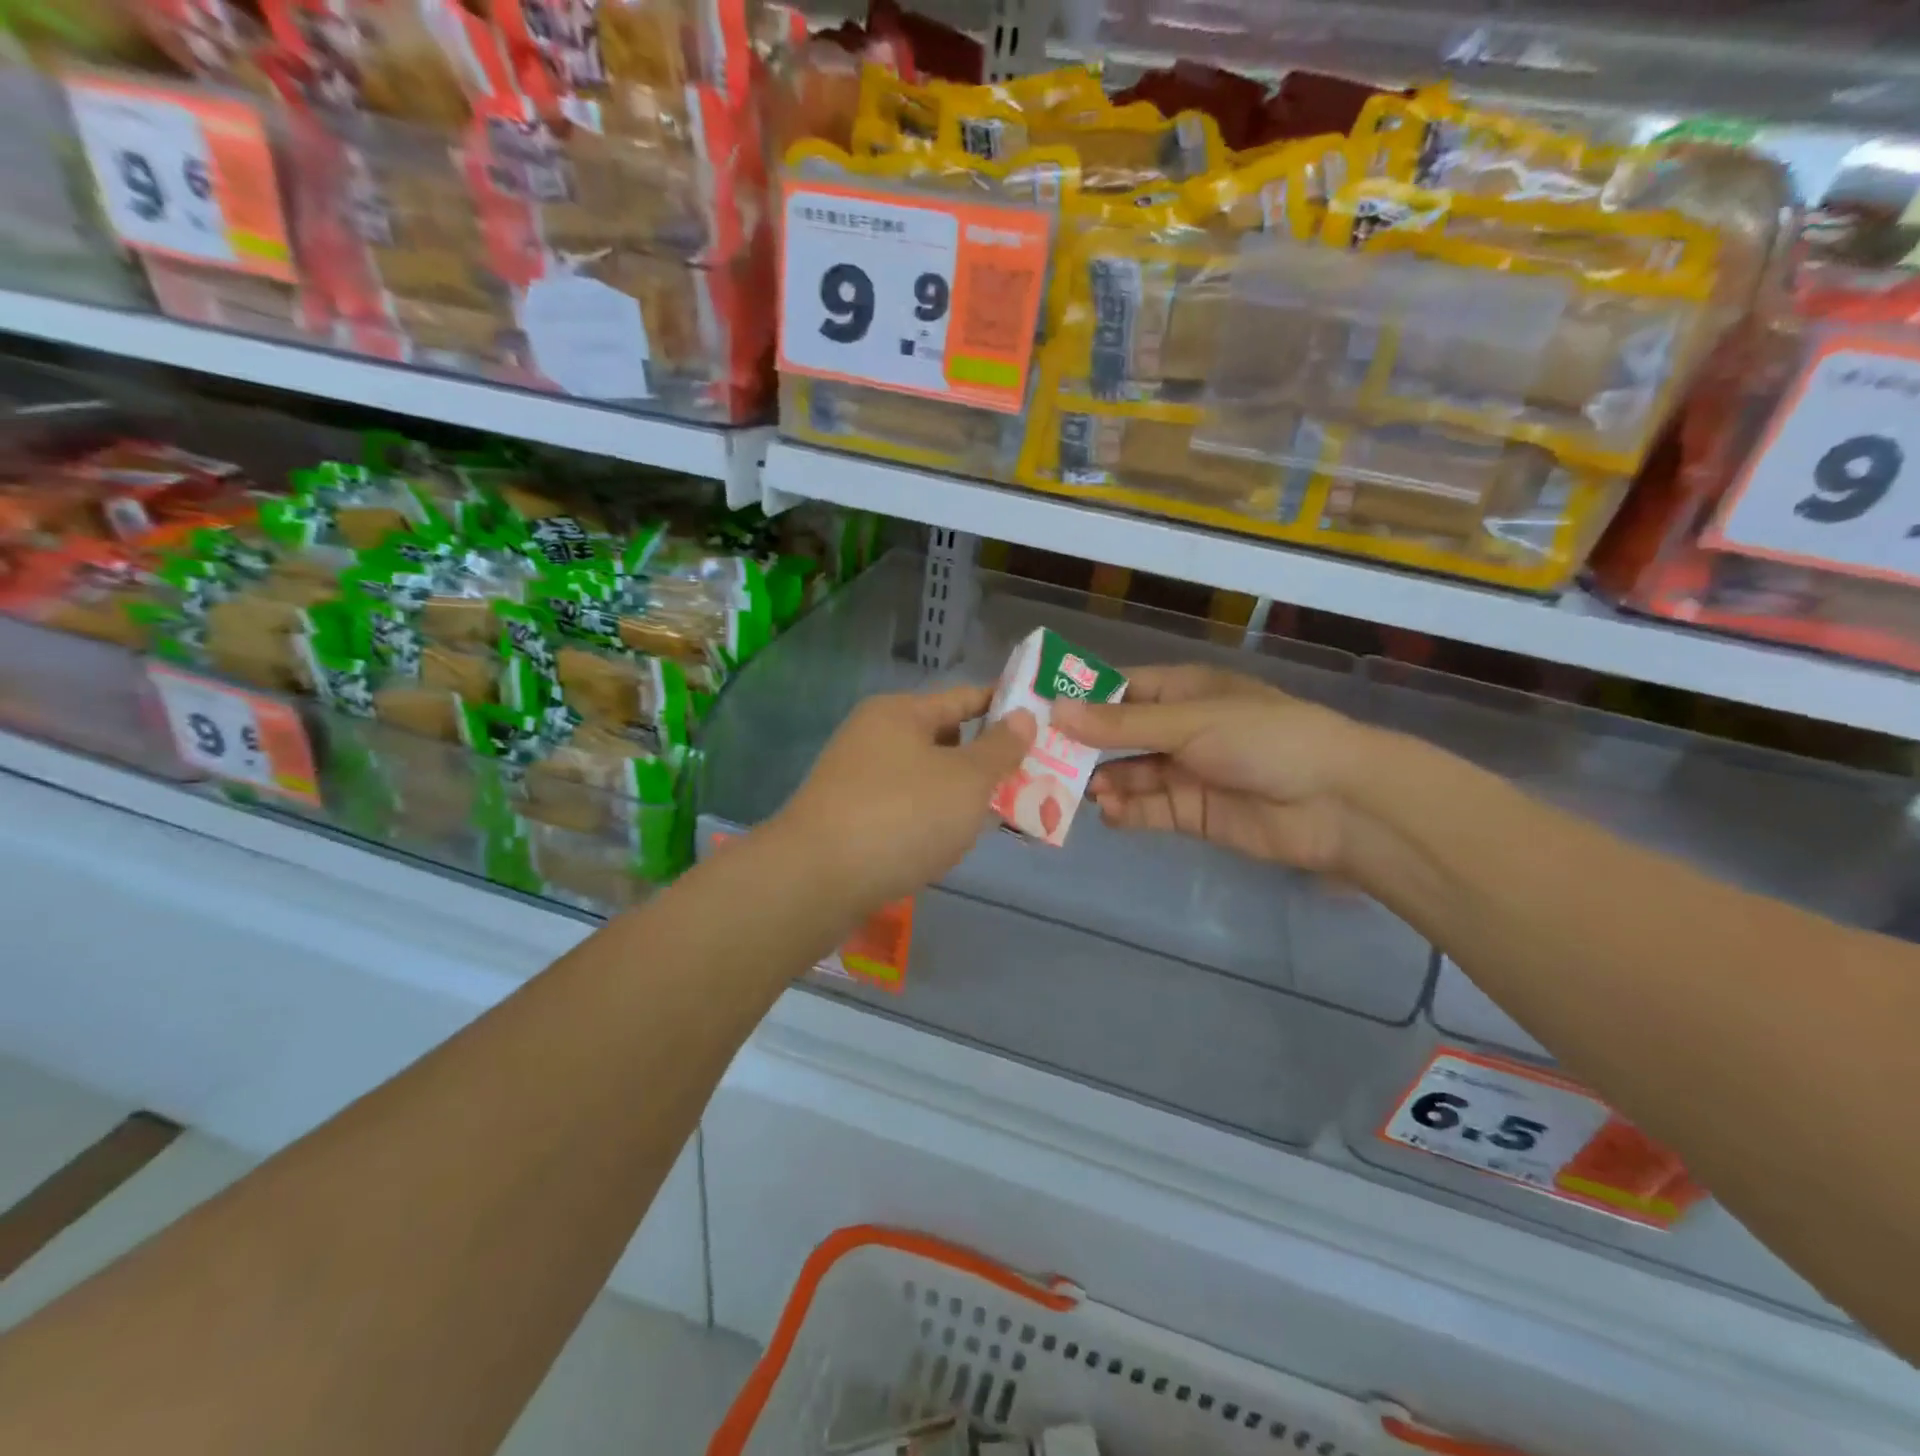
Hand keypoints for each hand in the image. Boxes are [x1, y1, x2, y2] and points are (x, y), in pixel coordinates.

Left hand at [774, 684, 1034, 911]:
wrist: (817, 880)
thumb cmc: (903, 815)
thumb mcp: (967, 779)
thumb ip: (1001, 748)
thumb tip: (1023, 716)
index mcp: (900, 713)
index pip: (964, 698)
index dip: (1004, 707)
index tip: (1043, 721)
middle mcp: (873, 737)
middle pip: (944, 740)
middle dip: (985, 761)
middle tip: (1028, 781)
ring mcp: (857, 780)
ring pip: (925, 779)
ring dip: (959, 796)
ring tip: (998, 818)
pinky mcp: (848, 820)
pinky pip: (904, 810)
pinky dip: (931, 821)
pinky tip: (950, 845)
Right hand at [1051, 664, 1368, 872]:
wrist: (1334, 802)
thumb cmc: (1263, 739)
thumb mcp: (1188, 722)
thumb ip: (1122, 724)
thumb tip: (1056, 711)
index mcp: (1182, 691)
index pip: (1120, 689)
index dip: (1080, 698)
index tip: (1035, 709)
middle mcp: (1179, 729)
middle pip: (1118, 735)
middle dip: (1083, 747)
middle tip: (1039, 759)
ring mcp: (1185, 772)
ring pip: (1129, 774)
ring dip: (1103, 781)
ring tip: (1072, 791)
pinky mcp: (1192, 812)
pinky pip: (1149, 809)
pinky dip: (1127, 811)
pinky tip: (1109, 813)